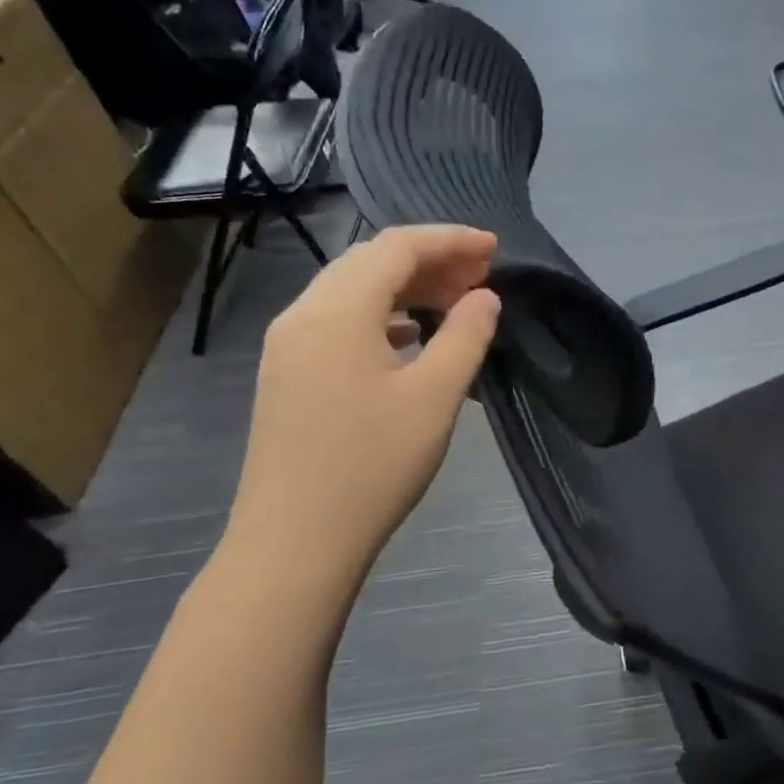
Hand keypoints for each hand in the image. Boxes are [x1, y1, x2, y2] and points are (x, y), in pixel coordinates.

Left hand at [220, 226, 500, 610]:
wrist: (294, 542)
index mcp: (337, 310)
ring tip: (453, 301)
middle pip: (370, 260)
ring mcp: (288, 345)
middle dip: (429, 260)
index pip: (397, 247)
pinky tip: (410, 336)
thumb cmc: (372, 465)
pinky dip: (380, 315)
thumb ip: (466, 336)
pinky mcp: (287, 374)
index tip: (496, 249)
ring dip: (404, 286)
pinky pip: (337, 321)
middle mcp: (304, 314)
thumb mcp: (435, 397)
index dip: (451, 240)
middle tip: (481, 277)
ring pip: (351, 290)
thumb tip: (486, 297)